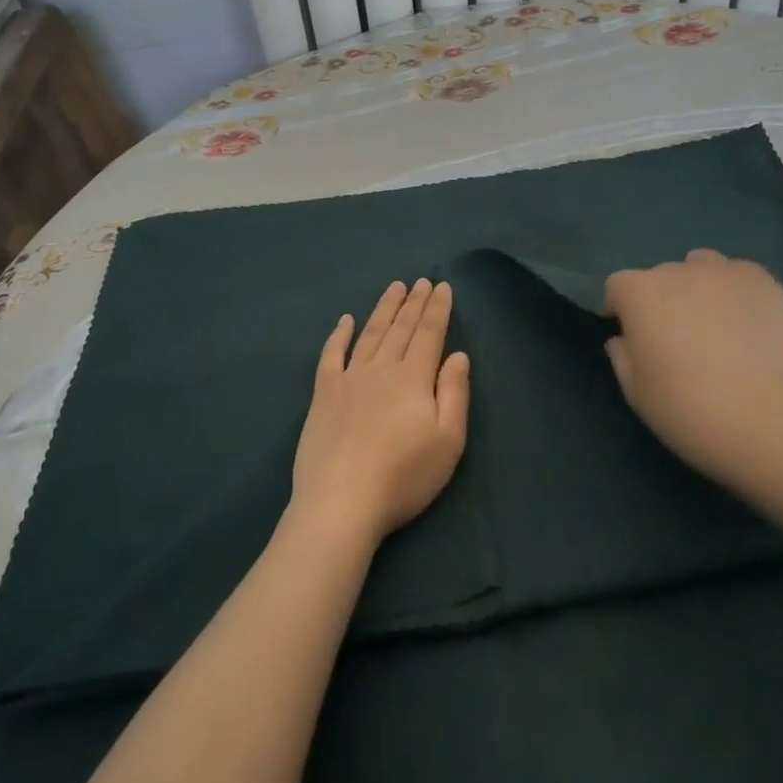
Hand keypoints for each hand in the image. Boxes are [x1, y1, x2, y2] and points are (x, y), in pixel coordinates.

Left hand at [291, 279, 470, 545]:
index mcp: (414, 378)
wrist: (341, 503)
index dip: (438, 309)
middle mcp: (381, 368)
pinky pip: (332, 355)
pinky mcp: (323, 394)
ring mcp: (349, 379)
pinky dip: (339, 334)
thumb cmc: (403, 477)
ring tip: (394, 288)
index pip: (429, 334)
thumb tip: (458, 355)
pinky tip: (345, 320)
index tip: (442, 286)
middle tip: (421, 280)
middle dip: (414, 303)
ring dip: (384, 309)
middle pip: (401, 328)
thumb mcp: (448, 442)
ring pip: (370, 334)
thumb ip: (454, 394)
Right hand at [603, 251, 782, 484]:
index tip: (632, 335)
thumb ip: (621, 355)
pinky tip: (746, 323)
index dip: (622, 309)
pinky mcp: (763, 281)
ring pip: (701, 266)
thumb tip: (625, 339)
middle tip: (677, 337)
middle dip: (662, 299)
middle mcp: (677, 271)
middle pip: (661, 276)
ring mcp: (724, 272)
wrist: (763, 421)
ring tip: (714, 322)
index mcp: (639, 293)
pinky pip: (739, 275)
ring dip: (698, 286)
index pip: (618, 286)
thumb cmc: (685, 409)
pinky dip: (736, 292)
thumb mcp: (634, 391)